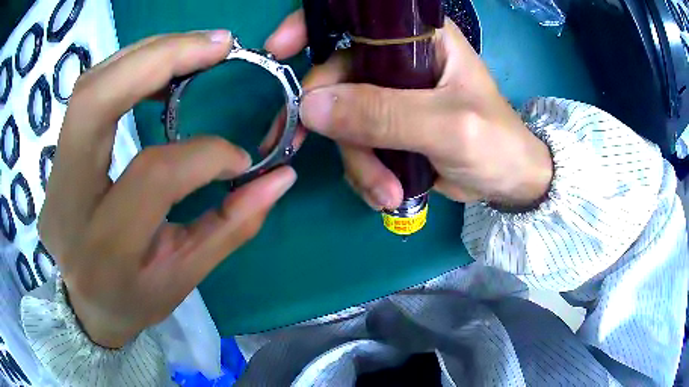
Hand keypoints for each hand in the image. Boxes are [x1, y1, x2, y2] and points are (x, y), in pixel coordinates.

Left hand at [38, 31, 296, 348]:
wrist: (85, 304)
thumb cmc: (134, 298)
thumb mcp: (184, 277)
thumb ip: (231, 226)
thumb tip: (281, 176)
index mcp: (104, 249)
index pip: (153, 176)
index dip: (205, 155)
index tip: (240, 158)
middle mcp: (66, 202)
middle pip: (95, 103)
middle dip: (160, 58)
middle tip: (217, 44)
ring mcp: (53, 175)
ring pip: (90, 87)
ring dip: (146, 54)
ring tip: (195, 48)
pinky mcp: (54, 159)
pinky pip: (88, 94)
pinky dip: (128, 68)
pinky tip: (159, 68)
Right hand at [265, 12, 551, 209]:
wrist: (507, 181)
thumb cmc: (496, 143)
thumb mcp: (448, 127)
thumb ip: (385, 114)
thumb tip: (311, 108)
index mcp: (419, 38)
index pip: (356, 17)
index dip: (311, 25)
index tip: (279, 49)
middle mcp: (398, 59)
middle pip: (336, 79)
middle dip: (334, 127)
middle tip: (341, 162)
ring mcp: (388, 95)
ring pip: (341, 120)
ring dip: (358, 162)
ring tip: (387, 192)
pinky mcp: (385, 127)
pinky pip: (353, 145)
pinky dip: (364, 173)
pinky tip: (388, 193)